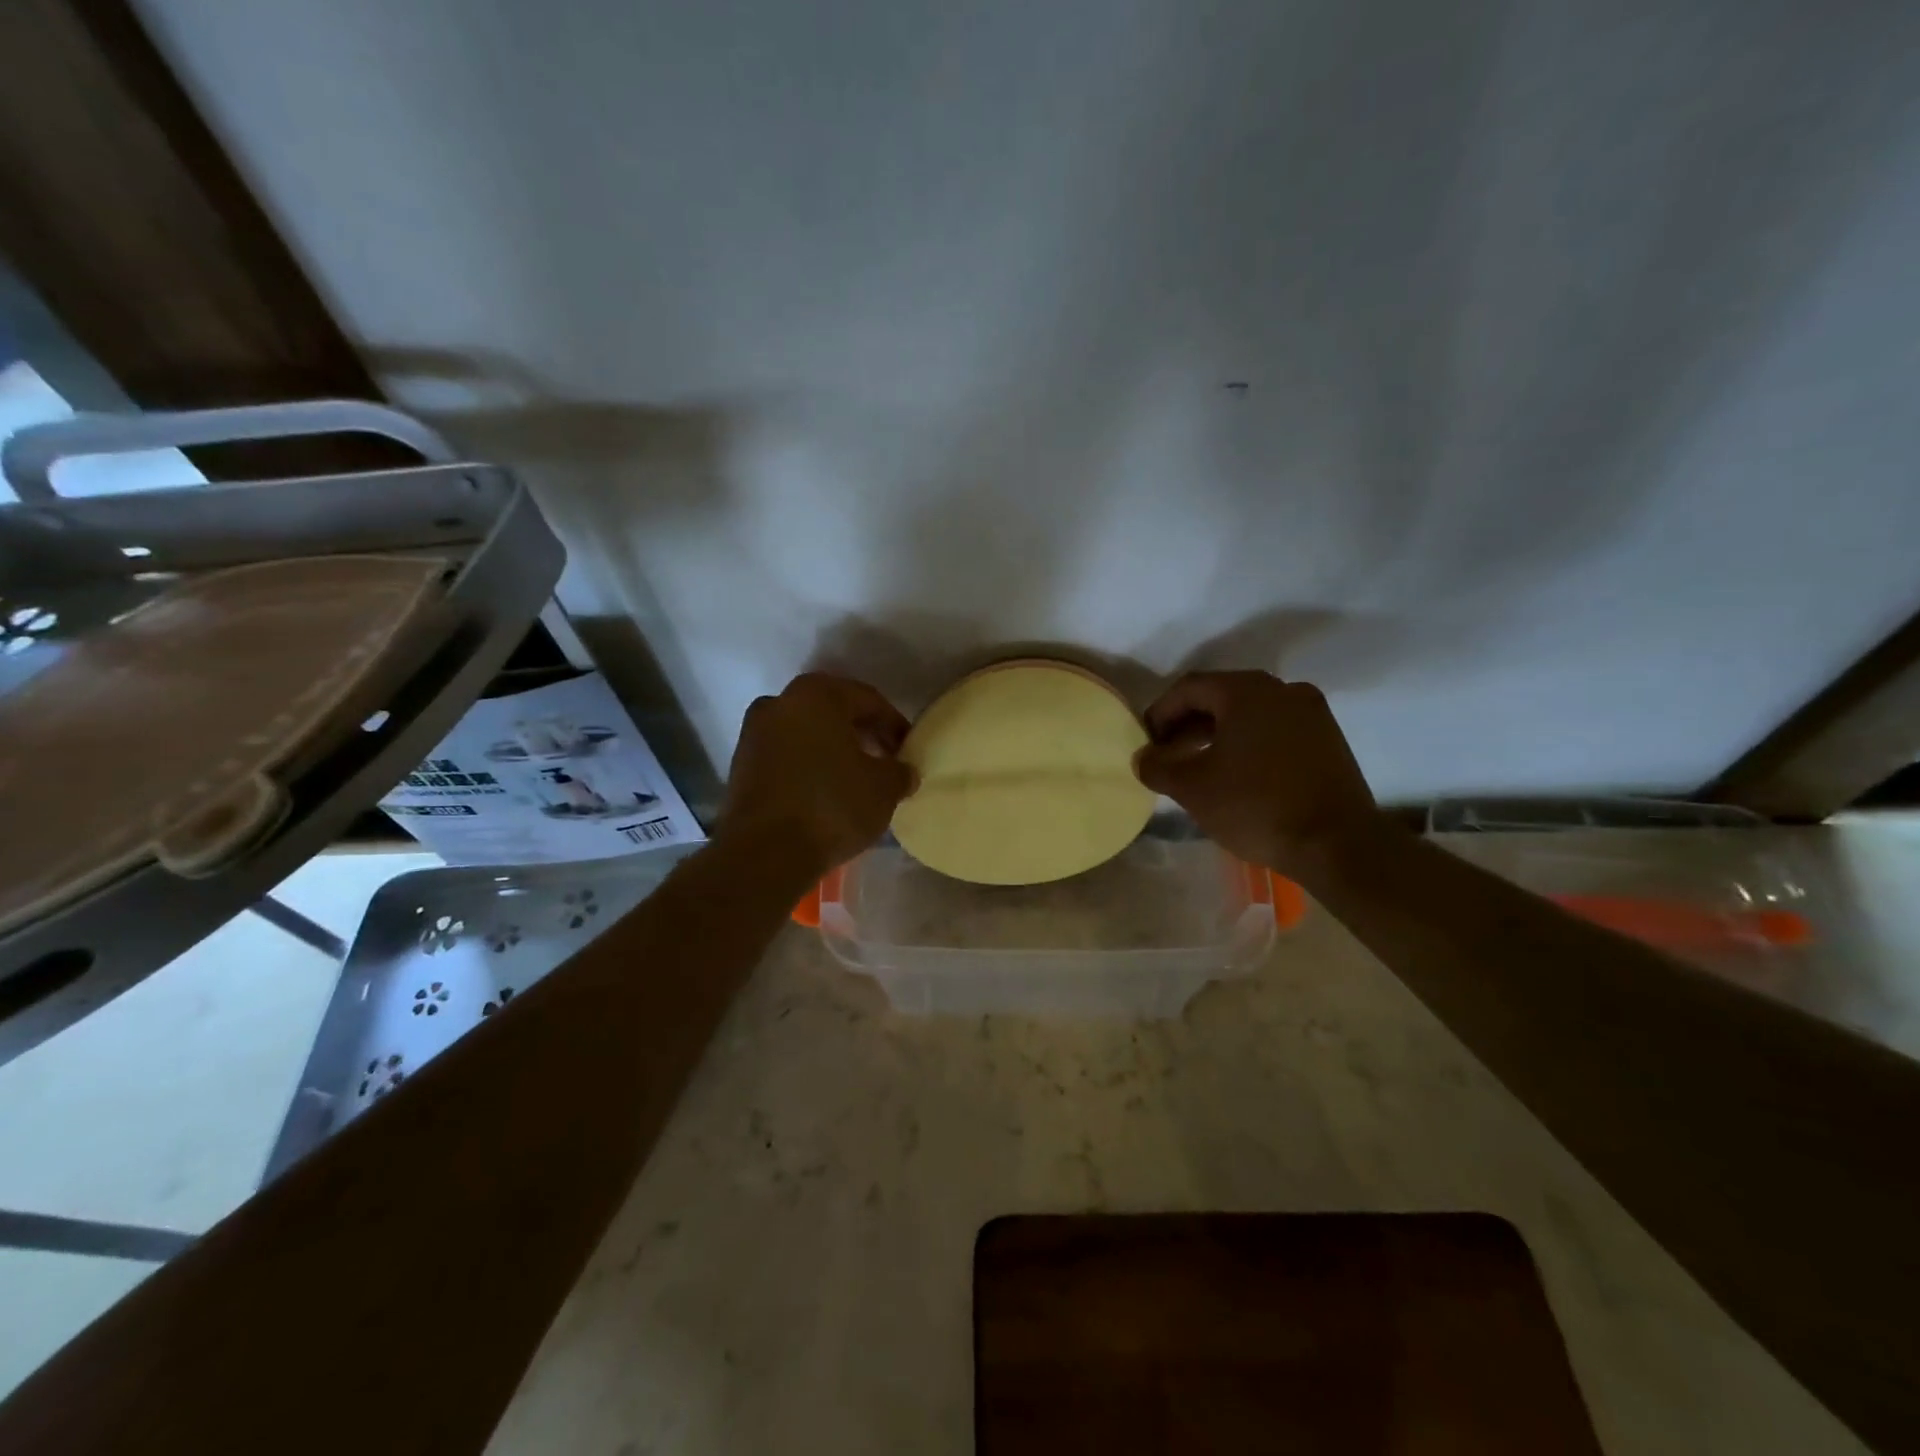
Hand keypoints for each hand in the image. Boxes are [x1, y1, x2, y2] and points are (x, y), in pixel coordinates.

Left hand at [720, 673, 915, 875]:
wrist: (765, 852)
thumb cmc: (832, 806)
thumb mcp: (884, 788)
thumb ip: (899, 771)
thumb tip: (902, 771)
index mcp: (817, 694)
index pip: (868, 700)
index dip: (894, 724)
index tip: (908, 749)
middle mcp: (780, 702)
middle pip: (833, 711)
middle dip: (862, 734)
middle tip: (886, 760)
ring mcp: (754, 733)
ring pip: (806, 733)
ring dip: (833, 750)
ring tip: (857, 778)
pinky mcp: (741, 766)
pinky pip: (786, 756)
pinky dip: (809, 766)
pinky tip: (827, 792)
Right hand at [1134, 671, 1382, 878]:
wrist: (1337, 844)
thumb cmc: (1256, 806)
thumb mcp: (1192, 789)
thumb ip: (1158, 767)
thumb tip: (1142, 758)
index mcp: (1246, 691)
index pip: (1189, 688)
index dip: (1160, 712)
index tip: (1147, 742)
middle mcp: (1282, 690)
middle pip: (1221, 697)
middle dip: (1188, 725)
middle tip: (1168, 755)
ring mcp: (1311, 712)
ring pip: (1250, 713)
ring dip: (1218, 735)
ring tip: (1199, 767)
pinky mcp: (1328, 738)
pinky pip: (1276, 729)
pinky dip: (1249, 743)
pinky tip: (1237, 774)